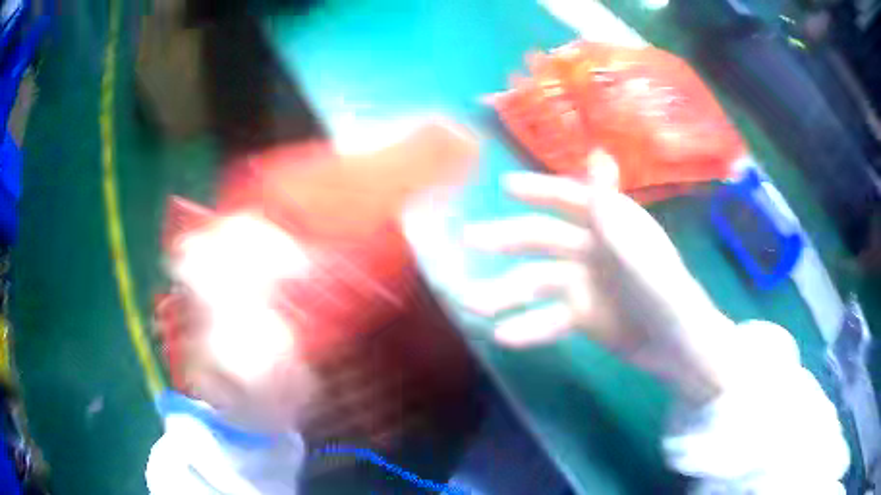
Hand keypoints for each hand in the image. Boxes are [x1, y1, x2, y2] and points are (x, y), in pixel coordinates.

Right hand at [463, 152, 733, 403]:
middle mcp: (593, 248)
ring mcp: (585, 284)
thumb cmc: (665, 294)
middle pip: (543, 239)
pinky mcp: (581, 317)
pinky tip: (504, 336)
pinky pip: (548, 318)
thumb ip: (609, 209)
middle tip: (470, 239)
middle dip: (506, 238)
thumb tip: (598, 153)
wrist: (676, 348)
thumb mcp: (636, 253)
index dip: (539, 190)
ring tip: (472, 304)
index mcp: (611, 224)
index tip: (505, 186)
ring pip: (536, 282)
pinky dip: (528, 327)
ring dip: (504, 293)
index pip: (570, 199)